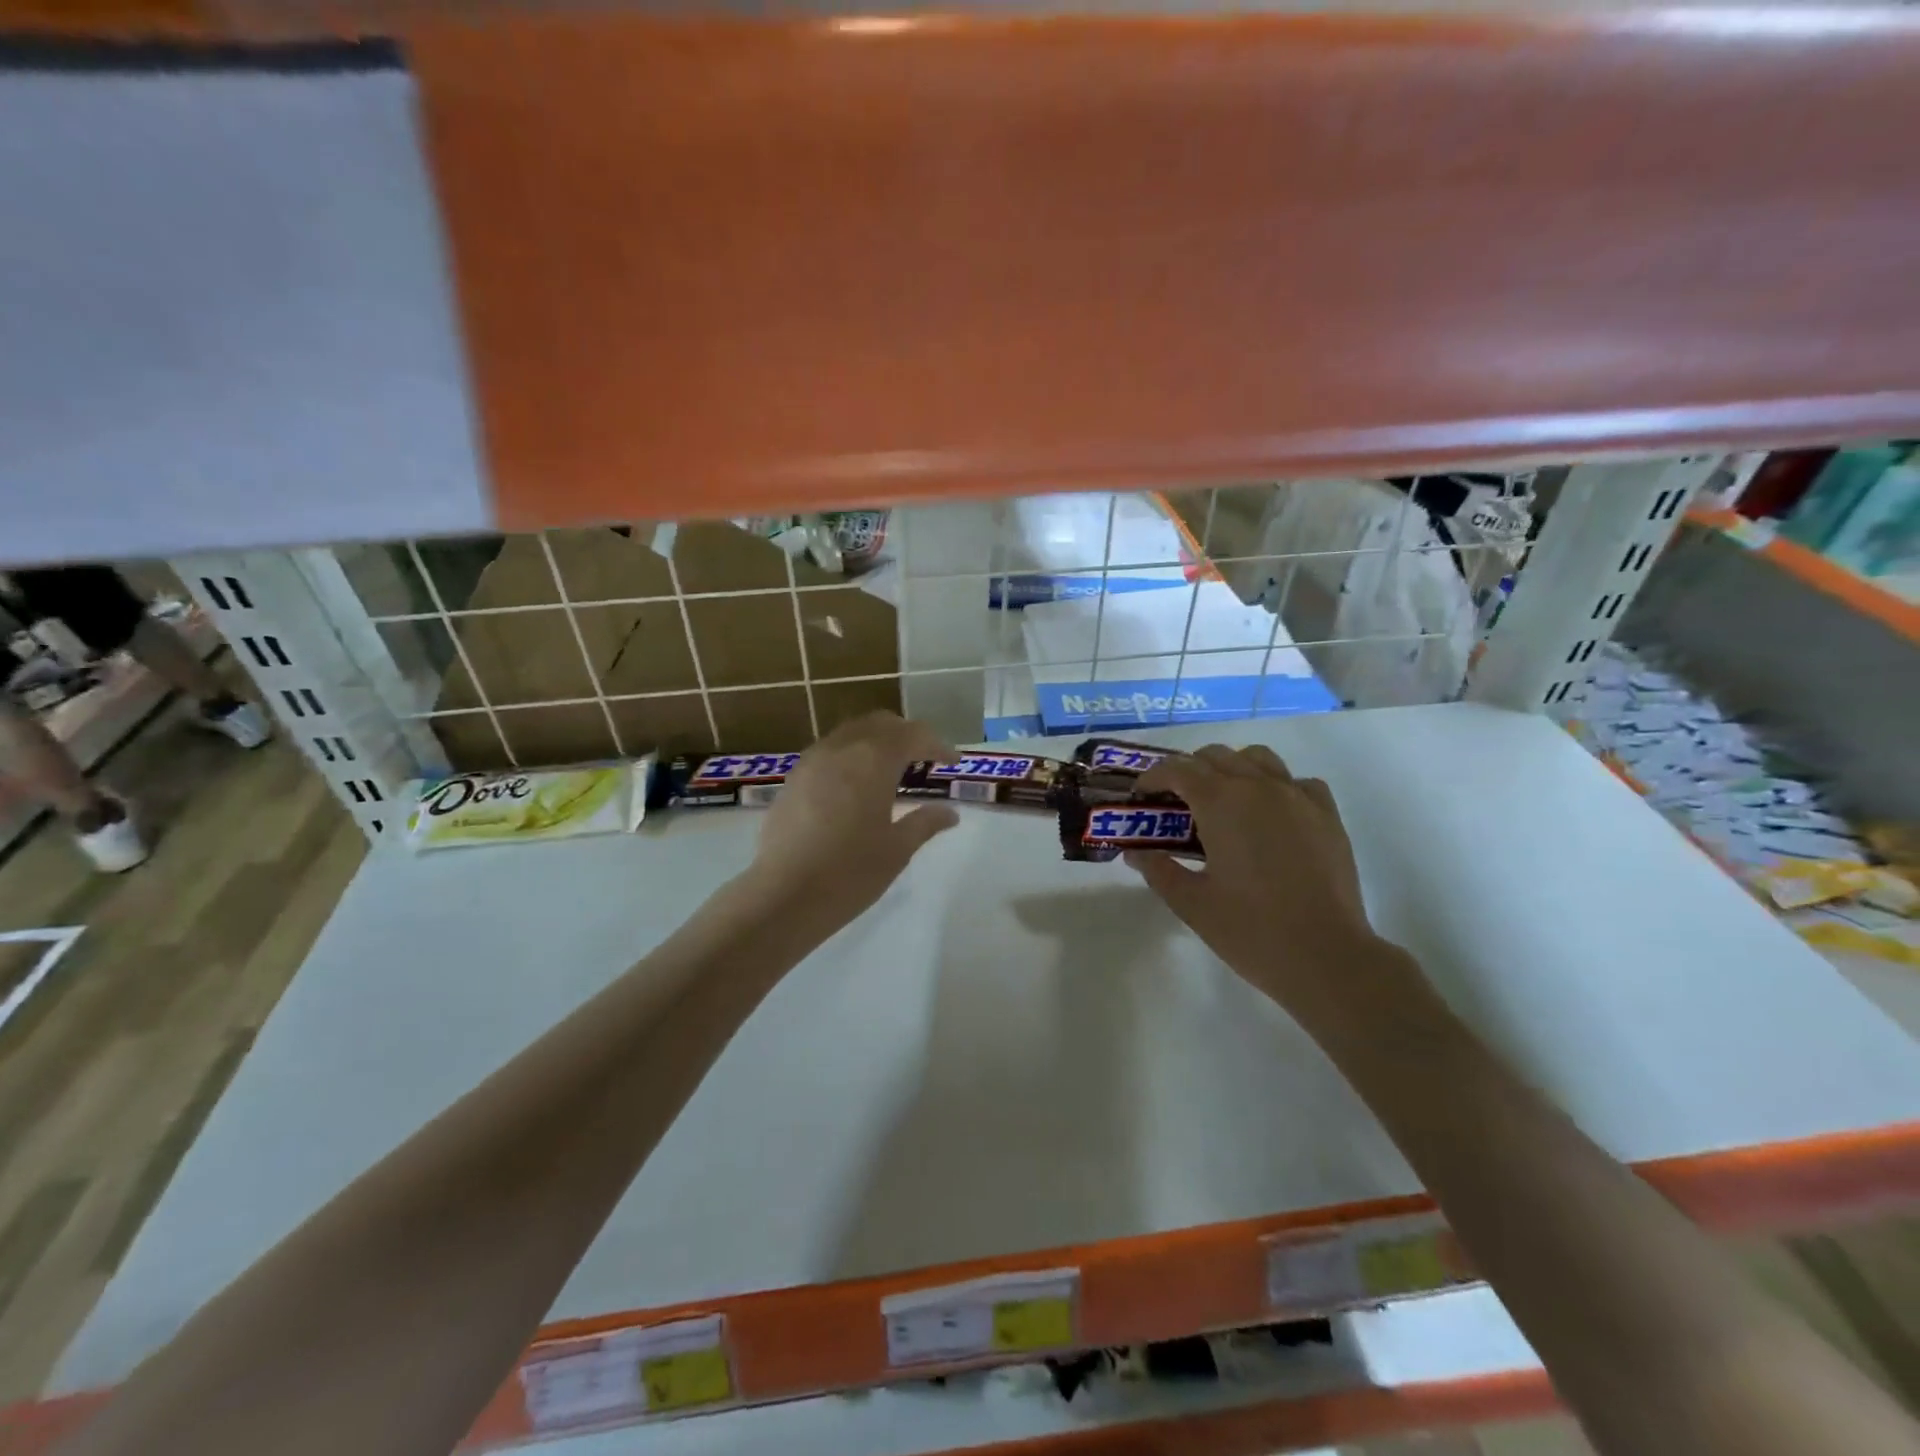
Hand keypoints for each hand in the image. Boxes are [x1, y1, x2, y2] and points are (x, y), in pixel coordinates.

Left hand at [747, 712, 959, 933]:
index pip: (913, 735)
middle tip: (924, 759)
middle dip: (906, 735)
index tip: (952, 762)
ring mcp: (812, 762)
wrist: (784, 896)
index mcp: (873, 760)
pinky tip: (855, 787)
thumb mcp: (897, 849)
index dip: (937, 745)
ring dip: (876, 743)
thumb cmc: (850, 872)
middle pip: (880, 724)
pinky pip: (829, 752)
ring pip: (851, 733)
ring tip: (891, 771)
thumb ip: (925, 823)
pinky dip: (851, 757)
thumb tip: (949, 813)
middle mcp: (841, 749)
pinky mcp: (793, 779)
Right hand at [1126, 745, 1379, 1010]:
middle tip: (1175, 803)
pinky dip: (1276, 786)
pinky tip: (1270, 815)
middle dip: (1189, 771)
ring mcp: (1298, 797)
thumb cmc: (1251, 930)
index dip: (1153, 777)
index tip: (1142, 796)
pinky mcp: (1327, 815)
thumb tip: (1136, 853)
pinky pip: (1297, 782)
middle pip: (1215, 756)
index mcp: (1221, 802)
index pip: (1178, 769)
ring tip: (1222, 802)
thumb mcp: (1191, 903)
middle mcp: (1259, 787)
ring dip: (1231, 769)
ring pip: (1257, 759)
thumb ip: (1158, 870)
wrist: (1326, 957)